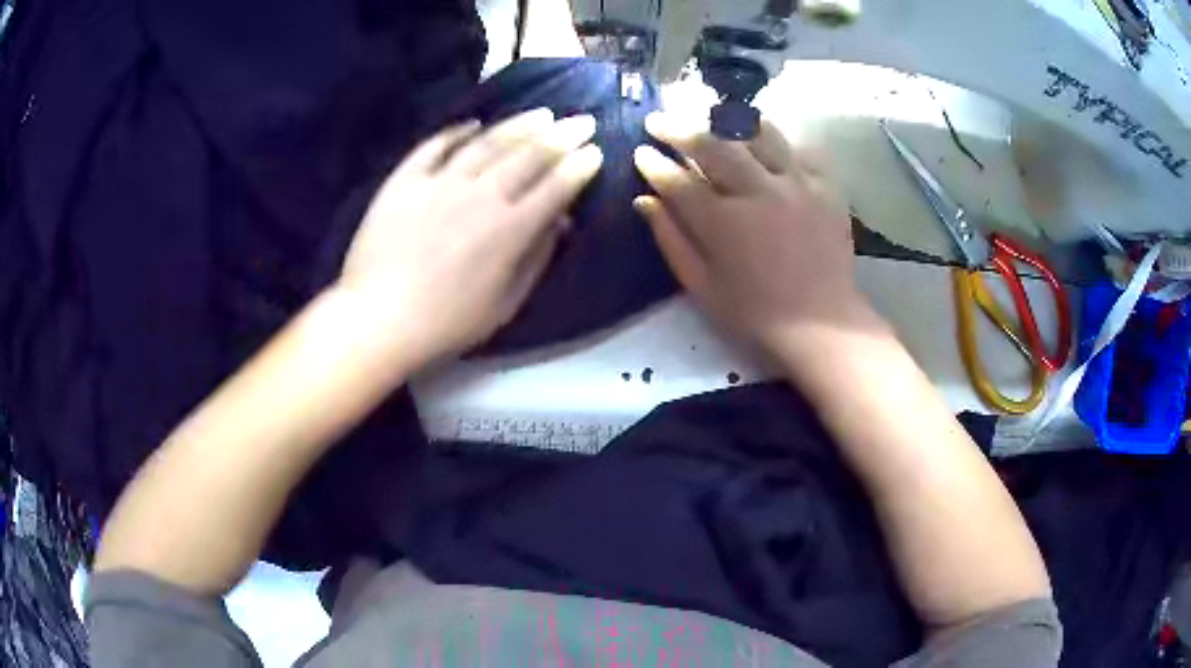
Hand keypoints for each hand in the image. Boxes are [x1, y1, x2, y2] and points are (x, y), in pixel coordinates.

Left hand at [337, 109, 602, 369]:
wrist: (379, 318)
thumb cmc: (448, 323)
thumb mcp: (506, 304)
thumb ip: (536, 258)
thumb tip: (560, 221)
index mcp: (510, 229)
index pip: (555, 187)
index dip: (579, 167)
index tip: (595, 151)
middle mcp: (481, 194)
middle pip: (529, 156)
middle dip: (562, 136)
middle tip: (581, 121)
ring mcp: (440, 182)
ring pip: (488, 143)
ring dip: (519, 126)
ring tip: (541, 113)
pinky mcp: (405, 180)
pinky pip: (435, 146)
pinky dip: (456, 132)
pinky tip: (474, 123)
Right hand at [633, 112, 876, 355]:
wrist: (822, 325)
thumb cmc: (756, 314)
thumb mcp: (702, 287)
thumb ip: (671, 240)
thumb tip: (644, 200)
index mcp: (723, 222)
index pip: (678, 180)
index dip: (654, 163)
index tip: (640, 152)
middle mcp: (759, 191)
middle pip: (712, 144)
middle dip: (678, 128)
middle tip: (660, 120)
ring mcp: (797, 184)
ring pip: (757, 132)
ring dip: (728, 121)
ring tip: (711, 116)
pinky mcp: (825, 187)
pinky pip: (799, 148)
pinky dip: (779, 141)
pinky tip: (766, 144)